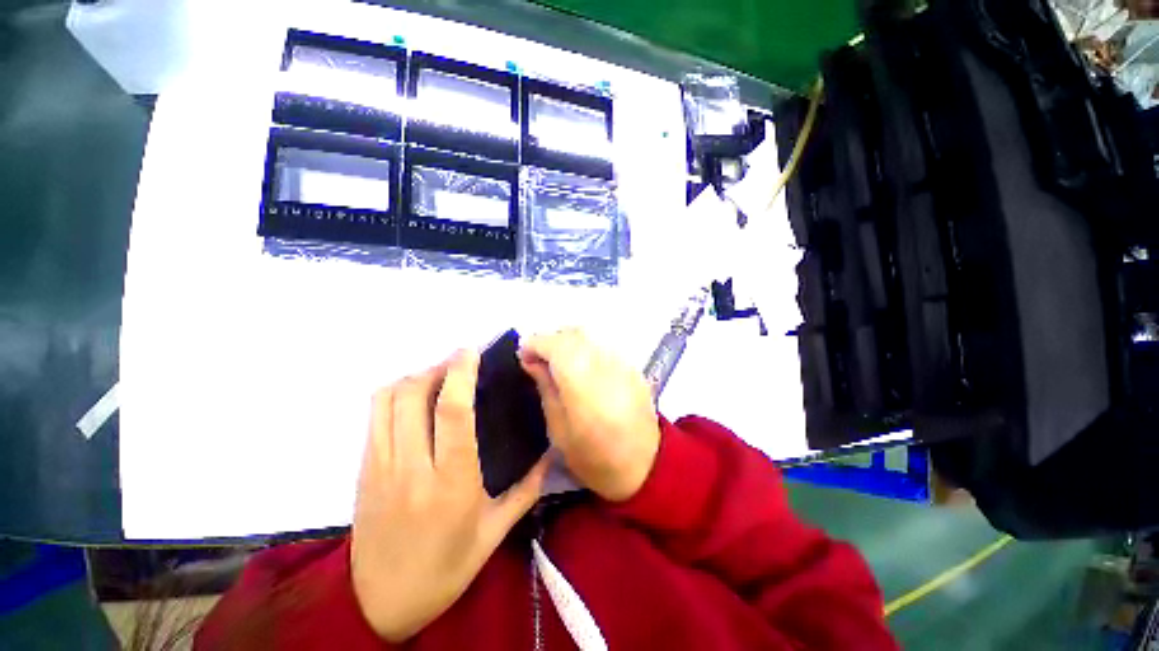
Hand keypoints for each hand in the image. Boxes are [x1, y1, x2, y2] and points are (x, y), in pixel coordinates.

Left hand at [351, 351, 550, 641]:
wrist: (382, 604)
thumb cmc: (447, 568)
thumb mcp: (496, 531)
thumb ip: (528, 487)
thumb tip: (549, 452)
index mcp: (451, 482)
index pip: (453, 411)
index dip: (461, 373)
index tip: (471, 352)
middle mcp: (411, 467)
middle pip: (414, 394)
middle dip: (438, 367)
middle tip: (459, 363)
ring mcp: (379, 466)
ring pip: (388, 399)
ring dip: (415, 377)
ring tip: (438, 378)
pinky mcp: (363, 469)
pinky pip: (374, 415)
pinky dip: (396, 394)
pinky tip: (416, 400)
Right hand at [519, 329, 660, 501]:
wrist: (646, 466)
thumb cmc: (594, 457)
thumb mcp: (558, 429)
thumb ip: (546, 388)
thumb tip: (532, 361)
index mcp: (581, 382)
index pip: (554, 344)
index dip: (534, 344)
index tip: (523, 355)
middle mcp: (603, 363)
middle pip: (572, 333)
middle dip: (550, 340)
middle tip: (538, 359)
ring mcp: (622, 362)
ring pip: (589, 334)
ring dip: (568, 340)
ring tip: (559, 360)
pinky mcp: (632, 365)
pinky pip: (603, 344)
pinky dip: (586, 347)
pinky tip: (582, 365)